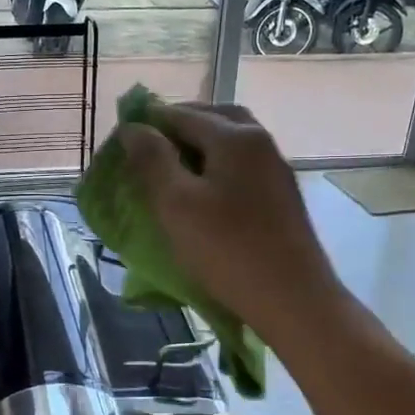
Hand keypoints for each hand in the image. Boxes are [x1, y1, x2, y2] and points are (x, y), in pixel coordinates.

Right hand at [118, 103, 349, 345]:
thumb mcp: (176, 203)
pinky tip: (202, 190)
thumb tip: (133, 128)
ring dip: (200, 145)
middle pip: (213, 118)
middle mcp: (260, 142)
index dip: (148, 123)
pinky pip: (242, 165)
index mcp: (234, 136)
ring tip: (171, 170)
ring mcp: (275, 169)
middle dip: (178, 126)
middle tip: (148, 148)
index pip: (181, 114)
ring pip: (231, 141)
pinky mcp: (281, 196)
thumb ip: (152, 160)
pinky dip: (217, 164)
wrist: (293, 299)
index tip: (120, 141)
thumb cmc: (228, 249)